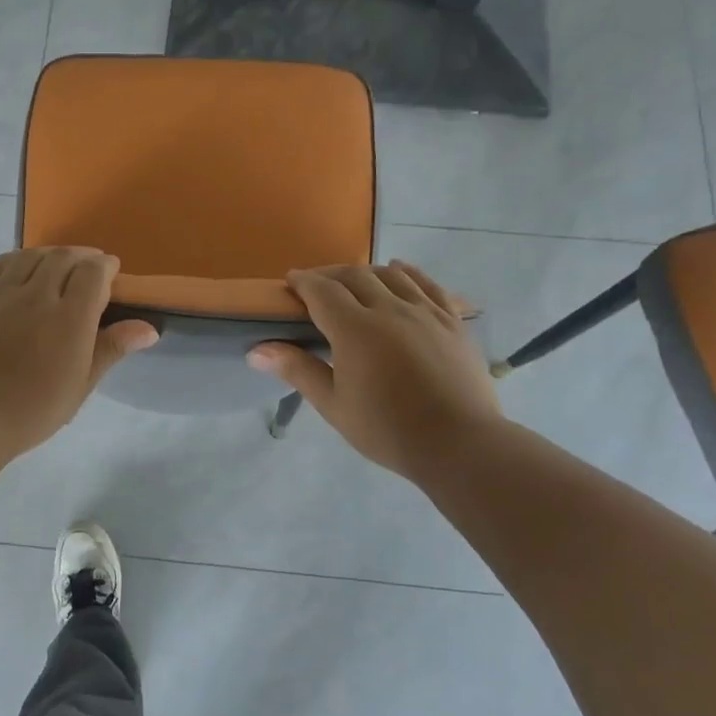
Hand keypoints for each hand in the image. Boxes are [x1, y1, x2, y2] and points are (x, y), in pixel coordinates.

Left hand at [0, 248, 157, 458]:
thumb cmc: (34, 409)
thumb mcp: (82, 384)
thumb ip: (112, 348)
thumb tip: (148, 328)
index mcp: (70, 316)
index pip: (94, 272)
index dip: (106, 267)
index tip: (111, 272)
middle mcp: (37, 294)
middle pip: (62, 257)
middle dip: (80, 256)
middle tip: (87, 267)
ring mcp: (1, 293)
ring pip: (29, 256)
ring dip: (48, 254)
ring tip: (55, 264)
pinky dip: (15, 260)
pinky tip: (17, 269)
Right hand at [247, 261, 502, 481]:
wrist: (458, 443)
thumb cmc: (387, 429)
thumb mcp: (333, 405)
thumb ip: (297, 370)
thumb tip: (256, 350)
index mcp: (355, 329)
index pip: (323, 291)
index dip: (304, 282)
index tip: (290, 282)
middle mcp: (390, 309)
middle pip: (355, 276)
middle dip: (330, 275)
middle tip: (316, 285)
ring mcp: (425, 312)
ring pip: (391, 275)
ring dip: (366, 272)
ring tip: (354, 281)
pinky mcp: (452, 321)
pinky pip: (428, 284)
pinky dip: (408, 273)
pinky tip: (400, 271)